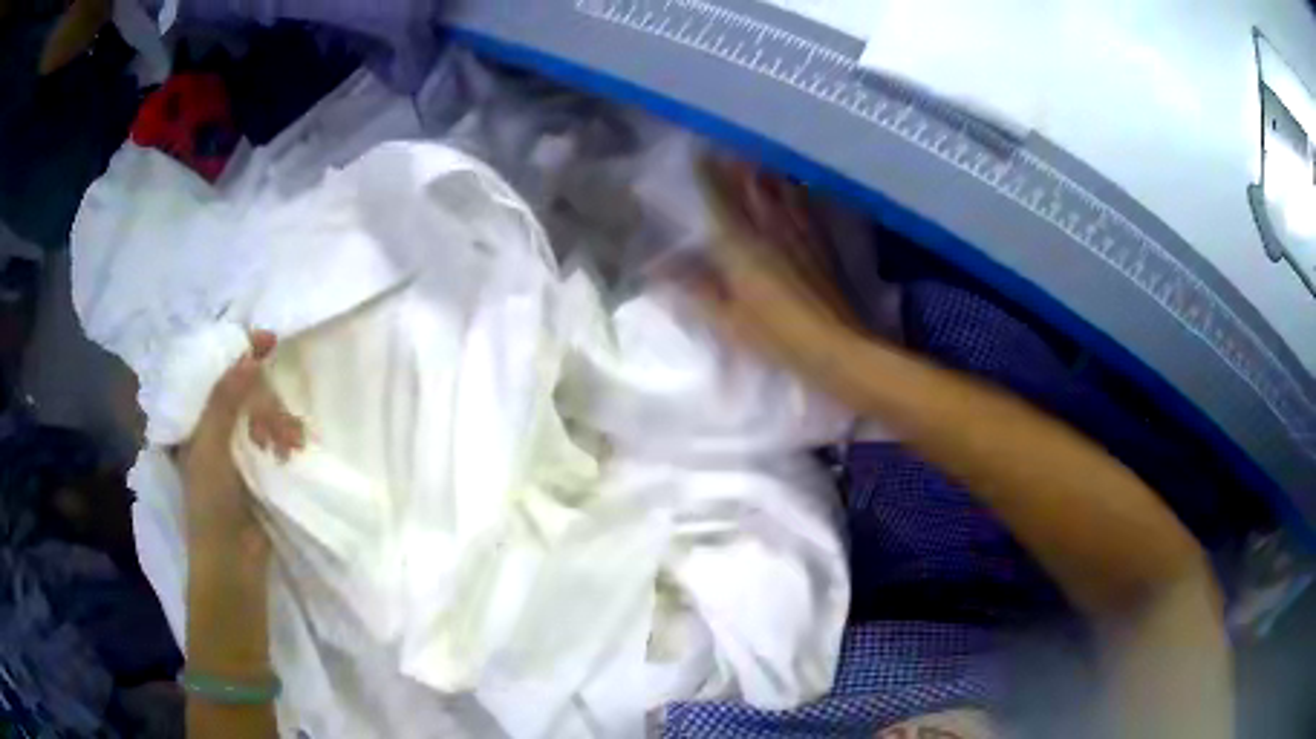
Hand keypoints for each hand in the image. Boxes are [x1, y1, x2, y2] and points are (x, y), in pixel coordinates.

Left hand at [174, 331, 303, 568]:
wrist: (232, 563)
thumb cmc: (210, 504)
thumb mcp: (210, 446)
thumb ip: (226, 400)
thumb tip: (250, 354)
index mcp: (193, 421)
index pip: (213, 373)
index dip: (238, 353)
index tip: (268, 341)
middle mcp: (212, 429)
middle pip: (243, 391)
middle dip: (265, 400)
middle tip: (279, 420)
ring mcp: (236, 449)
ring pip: (261, 414)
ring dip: (279, 421)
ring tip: (291, 443)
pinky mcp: (257, 468)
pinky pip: (273, 438)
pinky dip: (285, 439)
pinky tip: (294, 449)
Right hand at [687, 160, 862, 388]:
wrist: (837, 345)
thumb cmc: (777, 336)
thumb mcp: (728, 320)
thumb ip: (694, 289)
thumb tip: (657, 267)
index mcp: (742, 245)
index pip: (720, 199)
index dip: (708, 173)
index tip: (698, 153)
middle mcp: (772, 227)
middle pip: (754, 184)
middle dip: (738, 164)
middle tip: (726, 149)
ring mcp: (801, 231)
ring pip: (782, 188)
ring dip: (767, 172)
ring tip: (758, 160)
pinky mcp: (822, 242)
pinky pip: (807, 205)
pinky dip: (796, 191)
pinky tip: (795, 188)